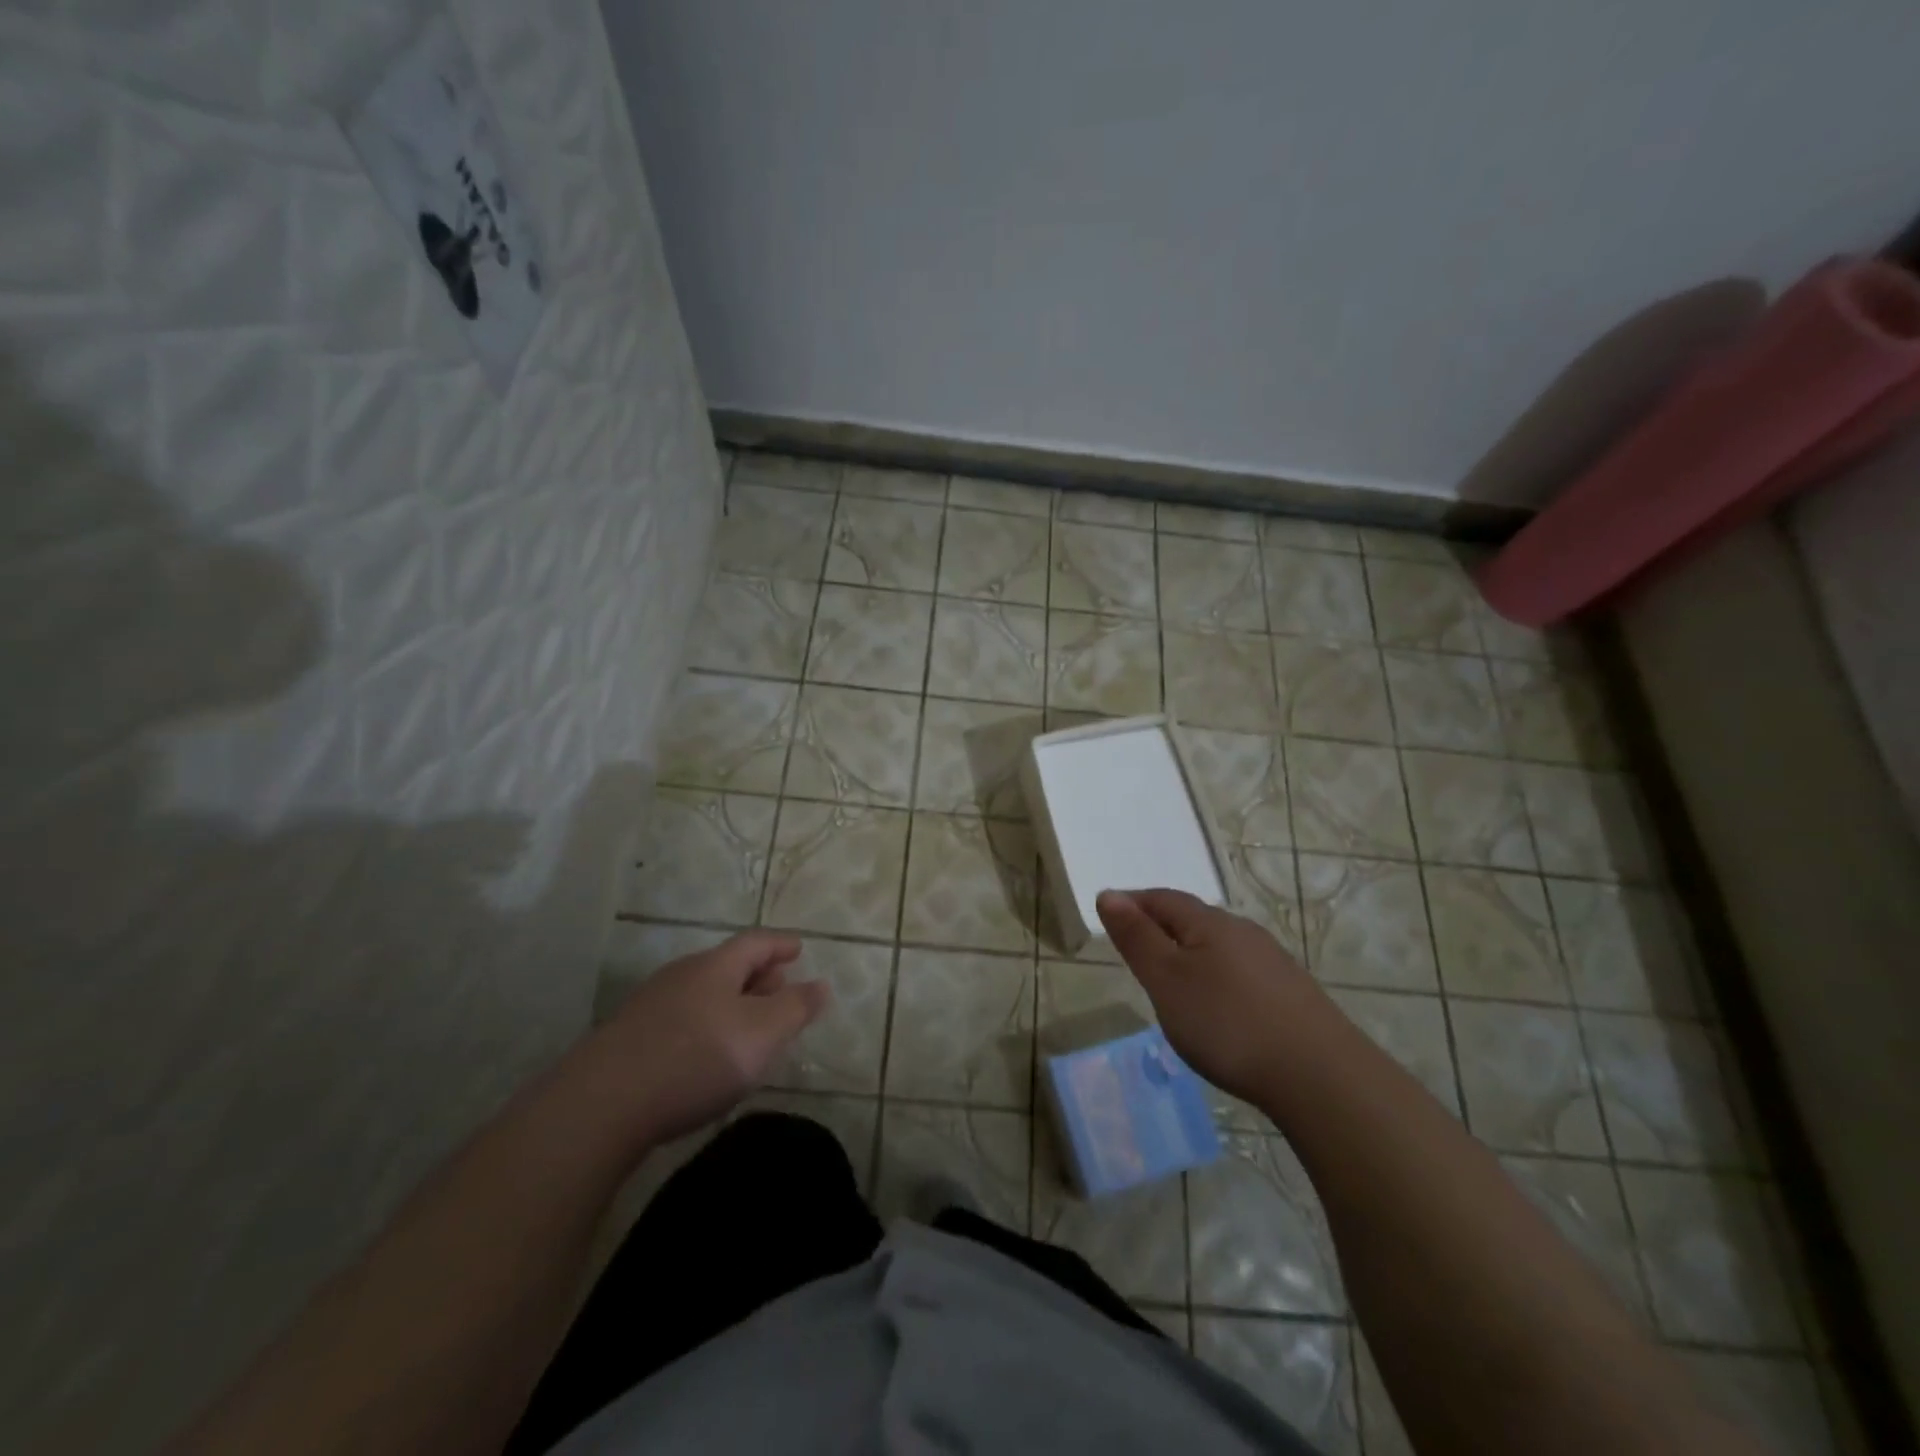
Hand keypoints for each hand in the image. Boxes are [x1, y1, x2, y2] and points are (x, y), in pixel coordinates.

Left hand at [583, 931, 828, 1145]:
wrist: (601, 1105)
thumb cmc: (695, 1059)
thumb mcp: (762, 1034)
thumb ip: (795, 1008)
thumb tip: (821, 985)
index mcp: (715, 967)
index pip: (755, 943)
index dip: (780, 944)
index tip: (798, 948)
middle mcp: (681, 976)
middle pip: (726, 966)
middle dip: (757, 975)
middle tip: (779, 989)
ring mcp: (649, 1006)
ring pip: (702, 993)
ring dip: (730, 1003)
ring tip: (746, 1027)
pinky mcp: (628, 1040)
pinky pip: (680, 1019)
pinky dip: (704, 1026)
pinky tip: (705, 1055)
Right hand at [1096, 889, 1332, 1105]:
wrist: (1320, 1077)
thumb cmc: (1227, 1022)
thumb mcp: (1166, 980)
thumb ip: (1137, 937)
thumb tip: (1109, 894)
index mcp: (1210, 923)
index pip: (1163, 899)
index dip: (1132, 903)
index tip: (1109, 915)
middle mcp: (1244, 932)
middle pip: (1192, 919)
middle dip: (1161, 927)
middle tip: (1135, 948)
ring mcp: (1273, 963)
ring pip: (1219, 946)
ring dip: (1190, 954)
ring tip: (1172, 982)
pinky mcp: (1292, 995)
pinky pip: (1241, 972)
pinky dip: (1217, 978)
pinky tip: (1218, 1008)